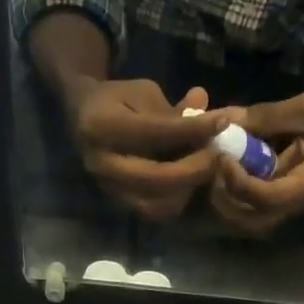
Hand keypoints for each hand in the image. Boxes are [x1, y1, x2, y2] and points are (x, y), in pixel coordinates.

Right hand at [68, 80, 235, 219]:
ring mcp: (107, 188)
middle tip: (217, 156)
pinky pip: (153, 211)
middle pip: (157, 177)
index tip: (222, 122)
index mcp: (102, 125)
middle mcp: (101, 162)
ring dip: (187, 189)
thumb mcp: (143, 93)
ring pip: (156, 202)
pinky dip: (176, 200)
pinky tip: (188, 184)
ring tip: (204, 170)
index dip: (194, 129)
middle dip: (194, 168)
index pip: (157, 131)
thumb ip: (175, 109)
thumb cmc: (116, 100)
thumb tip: (213, 115)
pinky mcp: (116, 203)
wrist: (80, 117)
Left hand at [210, 93, 303, 234]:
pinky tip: (224, 173)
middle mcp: (293, 205)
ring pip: (244, 221)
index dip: (239, 182)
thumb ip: (267, 117)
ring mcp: (284, 207)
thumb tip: (228, 120)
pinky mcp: (276, 202)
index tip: (222, 156)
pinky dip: (230, 197)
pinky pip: (247, 210)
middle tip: (213, 166)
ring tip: (216, 170)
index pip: (265, 198)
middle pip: (249, 220)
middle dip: (225, 197)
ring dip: (224, 201)